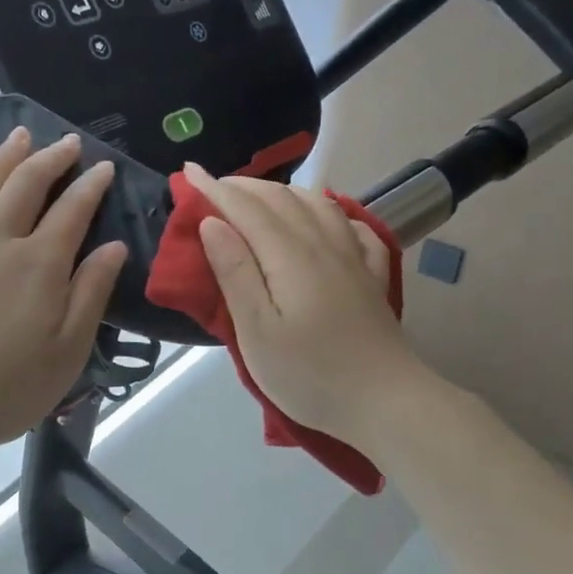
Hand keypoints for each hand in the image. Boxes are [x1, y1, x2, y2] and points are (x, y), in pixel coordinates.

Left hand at [0, 128, 127, 457]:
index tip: (103, 167)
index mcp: (40, 265)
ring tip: (22, 136)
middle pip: (27, 185)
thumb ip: (90, 294)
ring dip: (9, 157)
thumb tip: (114, 246)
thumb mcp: (66, 353)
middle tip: (69, 142)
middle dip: (52, 158)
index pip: (72, 210)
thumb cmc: (5, 389)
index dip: (90, 186)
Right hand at [185, 164, 424, 444]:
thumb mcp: (257, 331)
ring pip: (318, 204)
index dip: (214, 188)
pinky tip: (328, 220)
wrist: (385, 402)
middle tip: (213, 187)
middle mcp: (323, 244)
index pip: (246, 208)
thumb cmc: (310, 374)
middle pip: (281, 199)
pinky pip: (353, 227)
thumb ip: (235, 273)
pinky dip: (332, 213)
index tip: (187, 172)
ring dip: (283, 192)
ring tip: (261, 199)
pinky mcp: (372, 277)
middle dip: (243, 186)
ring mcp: (354, 258)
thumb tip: (212, 224)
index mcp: (289, 255)